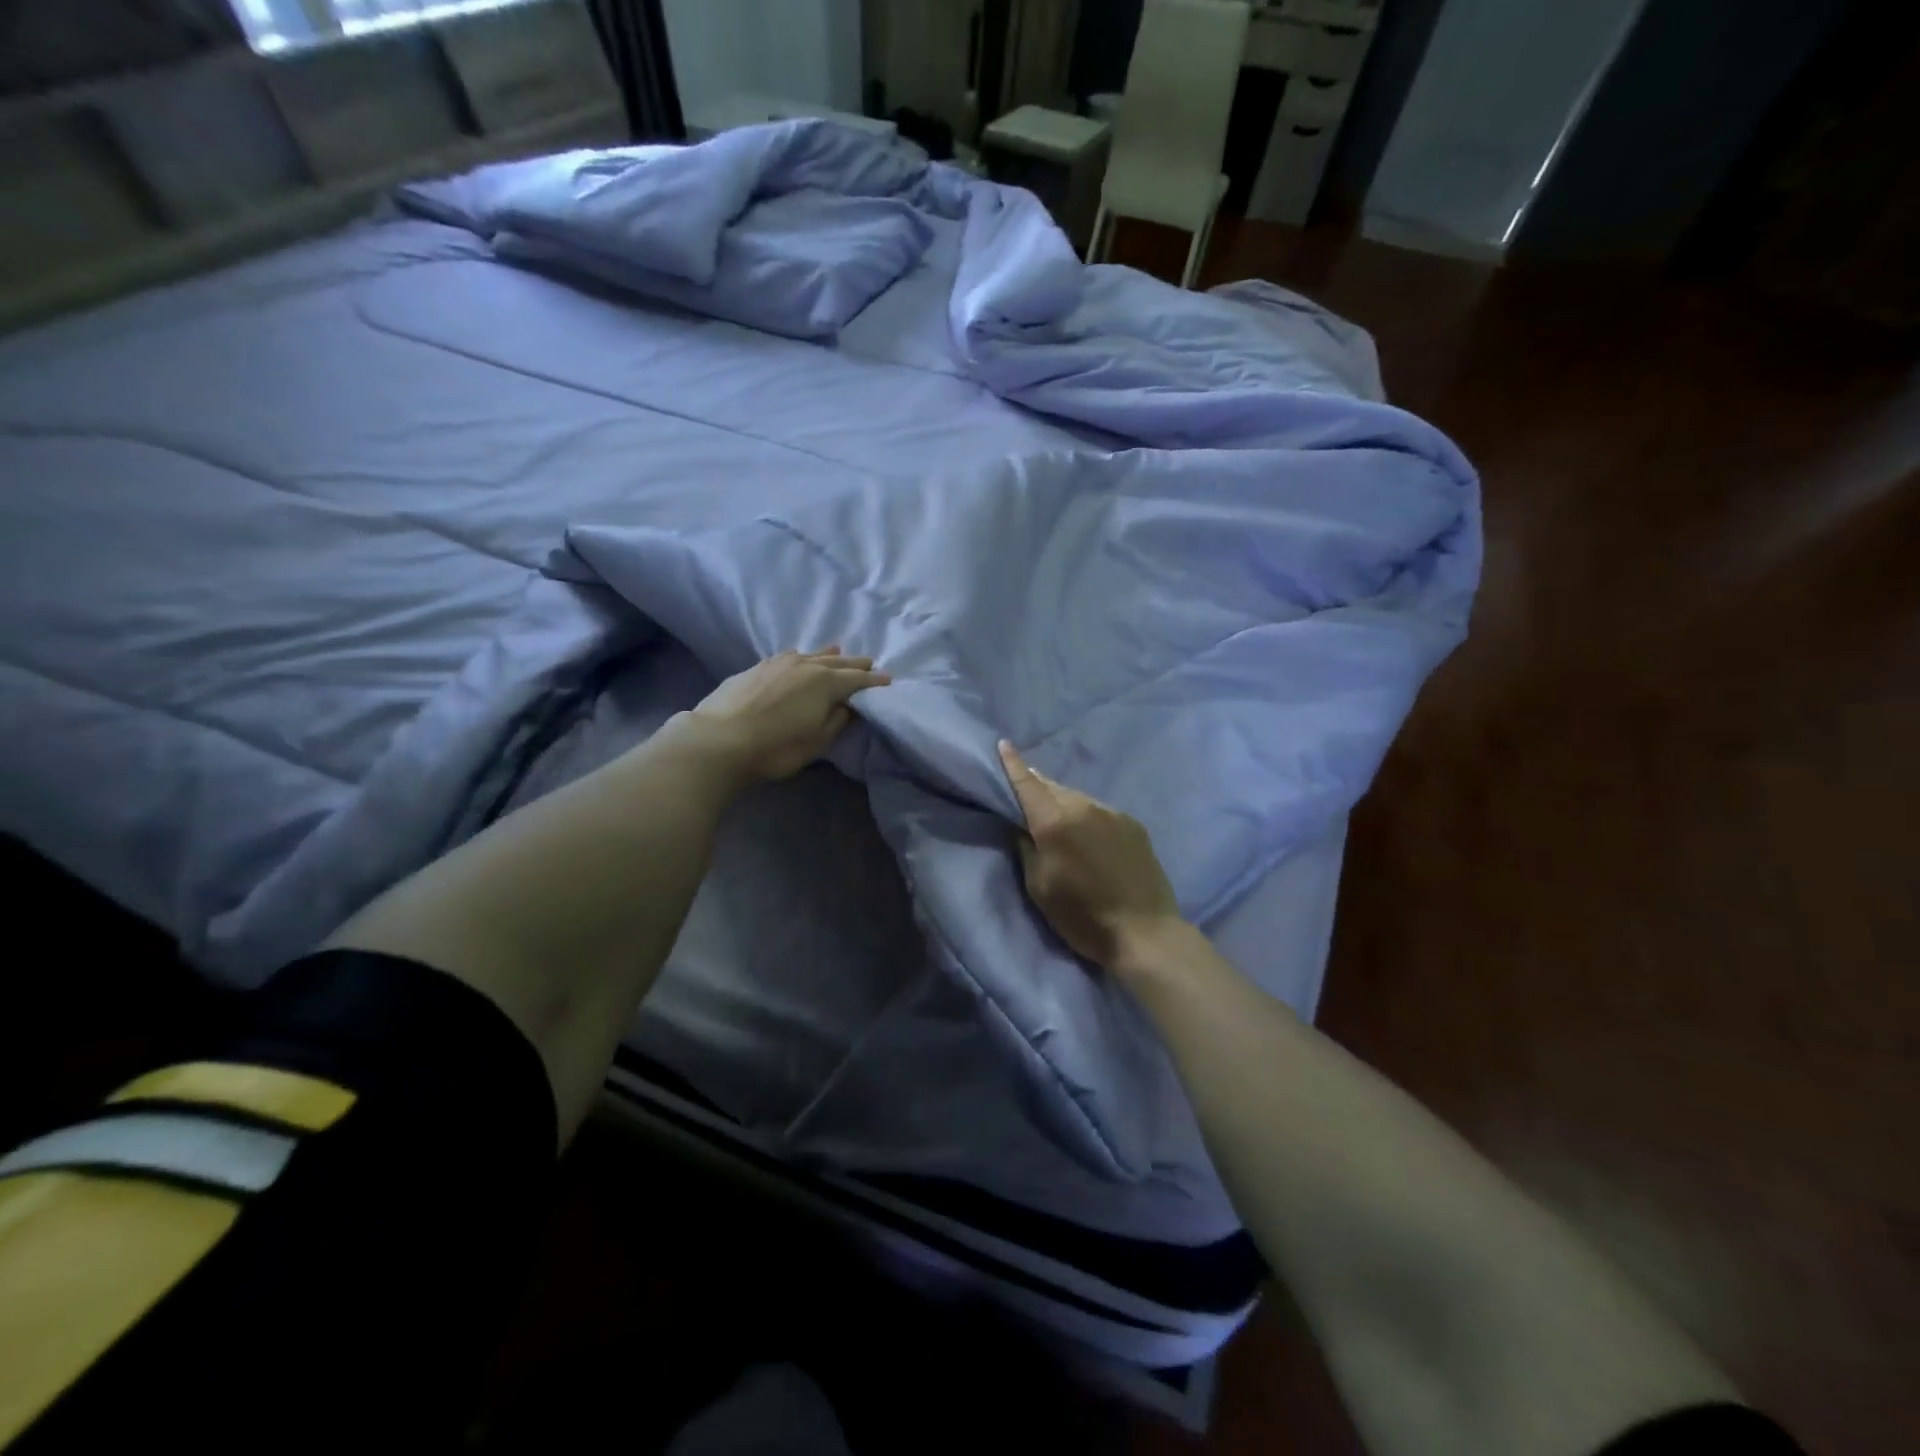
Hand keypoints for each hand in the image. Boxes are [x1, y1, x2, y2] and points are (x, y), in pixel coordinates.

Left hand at [690, 648, 889, 782]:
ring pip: (810, 655)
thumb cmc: (776, 747)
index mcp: (825, 682)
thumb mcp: (817, 741)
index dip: (874, 681)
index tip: (889, 681)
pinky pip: (788, 657)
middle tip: (870, 662)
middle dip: (855, 663)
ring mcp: (777, 663)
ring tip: (838, 651)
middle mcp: (805, 665)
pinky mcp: (755, 668)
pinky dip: (801, 657)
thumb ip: (837, 720)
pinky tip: (798, 657)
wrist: (718, 740)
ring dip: (828, 655)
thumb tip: (848, 706)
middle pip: (837, 662)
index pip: (857, 679)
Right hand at [998, 739, 1185, 972]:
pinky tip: (1086, 834)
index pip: (1027, 784)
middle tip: (1023, 788)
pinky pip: (1098, 810)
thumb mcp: (1040, 888)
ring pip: (1076, 797)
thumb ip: (1027, 849)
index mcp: (1055, 822)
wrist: (1146, 933)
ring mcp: (1112, 813)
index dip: (1013, 764)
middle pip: (1052, 787)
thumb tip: (1021, 826)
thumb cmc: (1083, 917)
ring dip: (1061, 801)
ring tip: (1054, 815)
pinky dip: (1085, 815)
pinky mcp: (1133, 824)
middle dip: (1035, 784)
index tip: (1003, 743)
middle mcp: (1084, 807)